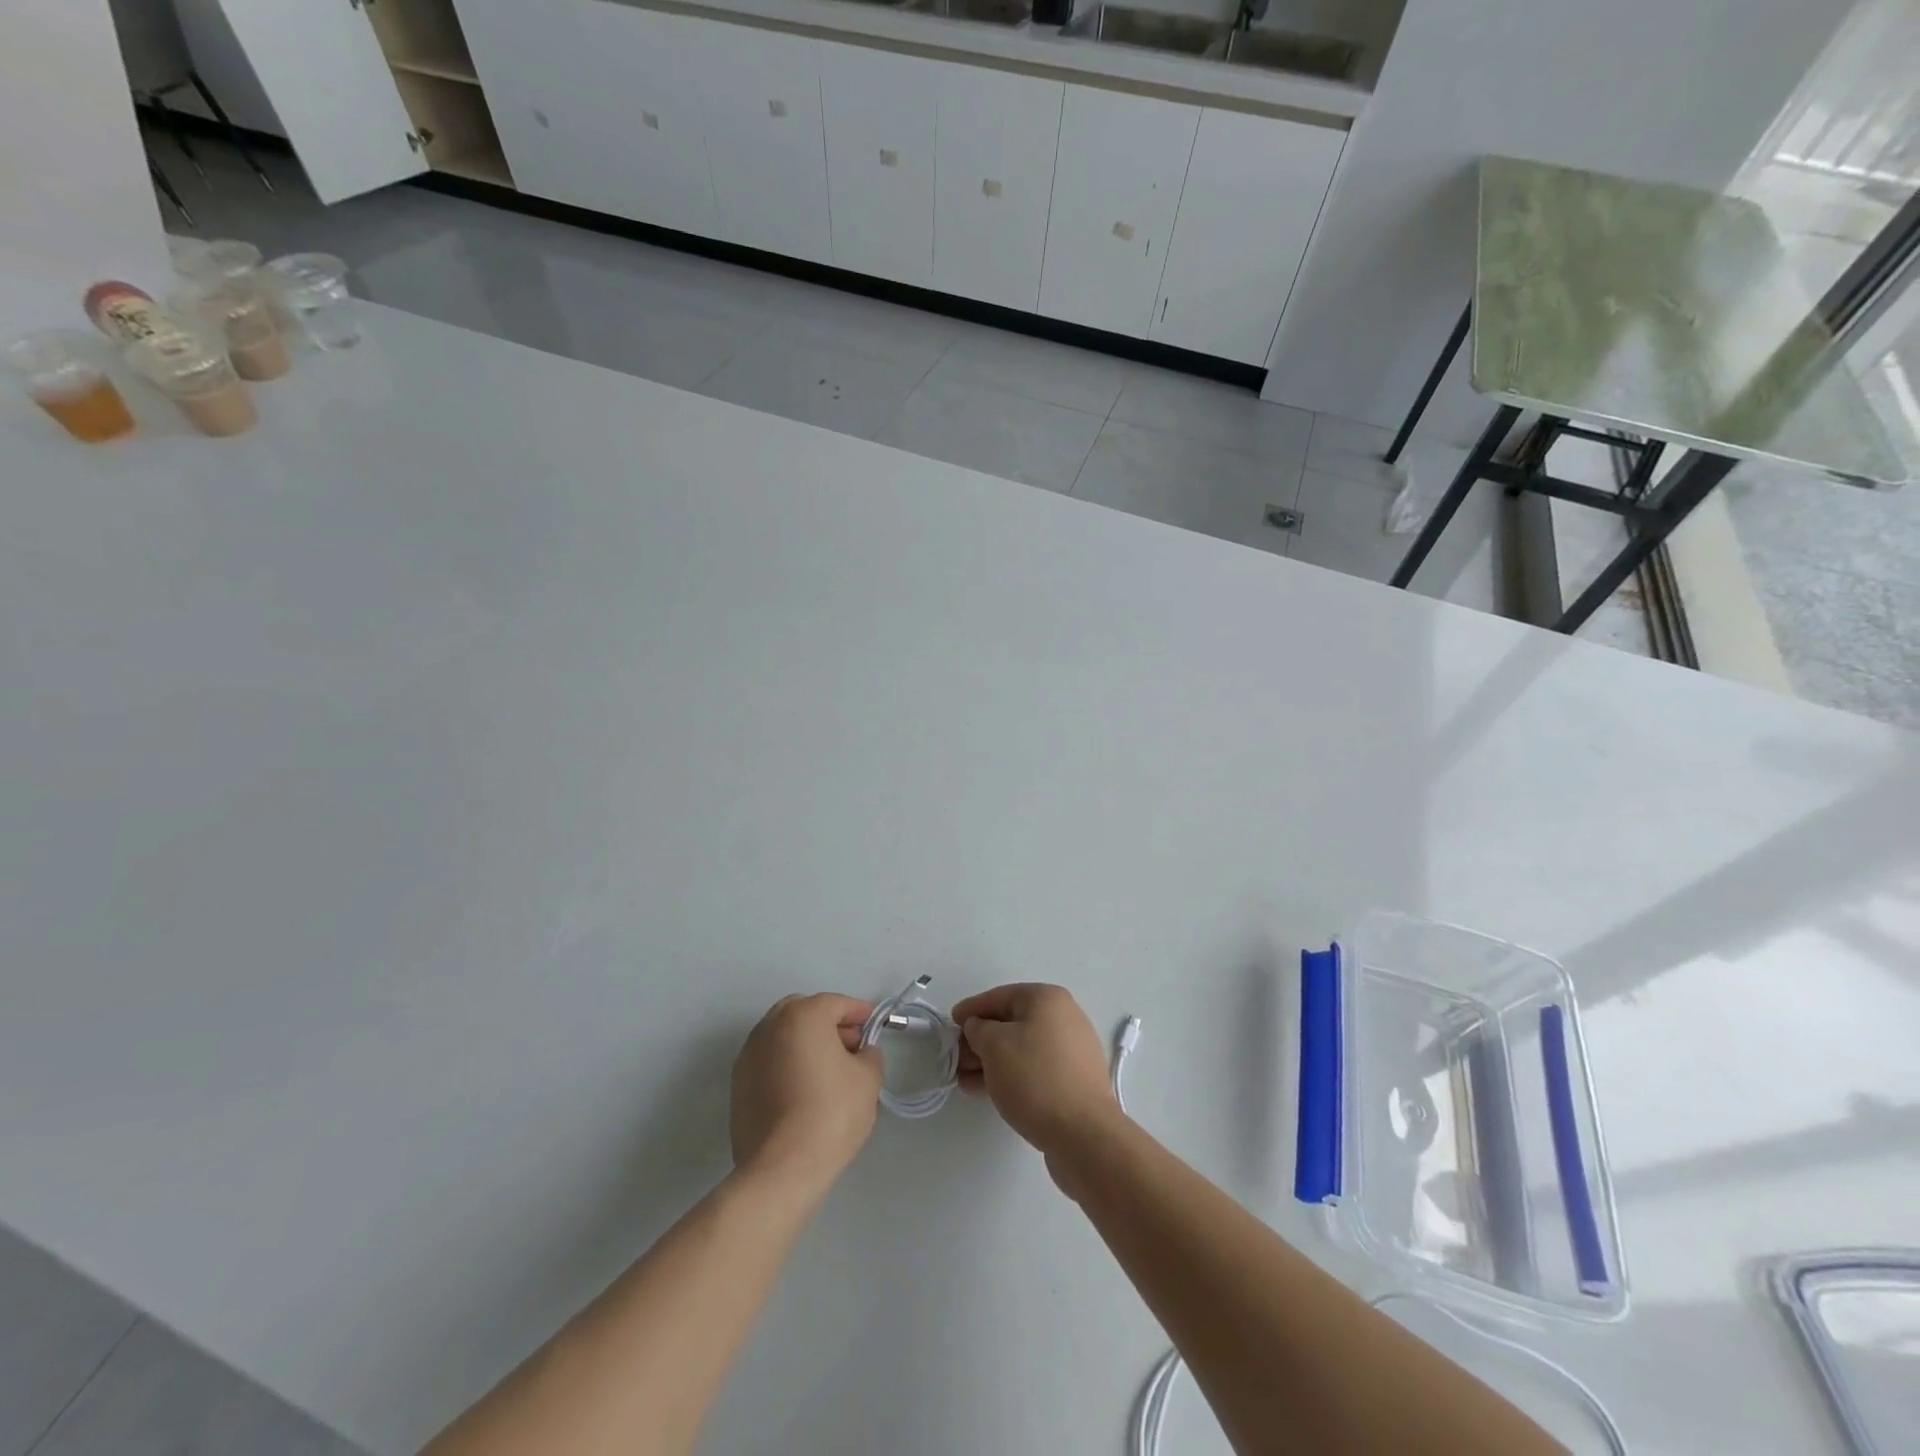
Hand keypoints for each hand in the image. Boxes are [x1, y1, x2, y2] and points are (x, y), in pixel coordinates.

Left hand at [730, 994, 882, 1194]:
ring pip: (784, 1036)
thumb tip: (862, 1052)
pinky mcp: (737, 1084)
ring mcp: (749, 1054)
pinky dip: (787, 1064)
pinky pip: (769, 1061)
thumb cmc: (831, 1114)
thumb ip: (869, 1055)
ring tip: (827, 1073)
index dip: (860, 1013)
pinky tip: (803, 1091)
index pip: (837, 1003)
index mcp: (803, 1015)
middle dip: (829, 1024)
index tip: (874, 1029)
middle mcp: (770, 1026)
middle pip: (805, 1012)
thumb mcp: (868, 1080)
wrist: (780, 1169)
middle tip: (851, 1048)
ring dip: (806, 1044)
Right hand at [952, 984, 1117, 1158]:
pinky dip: (1011, 1075)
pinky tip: (988, 1091)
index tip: (951, 1022)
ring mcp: (1072, 1050)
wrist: (1084, 1134)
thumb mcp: (994, 1045)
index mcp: (1047, 999)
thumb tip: (980, 1028)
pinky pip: (1035, 1069)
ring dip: (992, 1061)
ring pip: (1022, 1048)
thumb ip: (979, 1029)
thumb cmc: (1035, 1078)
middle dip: (980, 1040)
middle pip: (1011, 1023)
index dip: (972, 1008)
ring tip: (965, 1080)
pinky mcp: (1074, 1080)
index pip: (1000, 996)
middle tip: (955, 1058)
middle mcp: (1064, 1017)